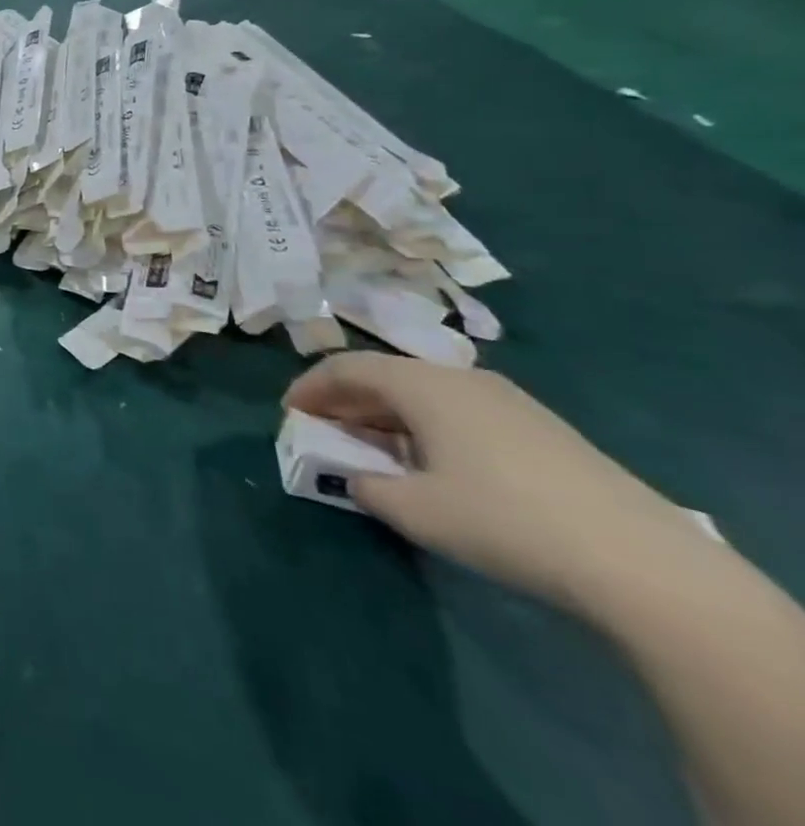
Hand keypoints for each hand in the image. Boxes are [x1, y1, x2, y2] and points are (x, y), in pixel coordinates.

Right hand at [284, 353, 704, 614]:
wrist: (639, 560)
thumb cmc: (503, 520)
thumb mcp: (416, 511)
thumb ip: (366, 486)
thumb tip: (353, 477)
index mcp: (422, 384)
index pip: (346, 367)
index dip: (309, 386)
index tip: (288, 413)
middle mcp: (459, 377)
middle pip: (384, 375)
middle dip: (346, 400)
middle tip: (323, 429)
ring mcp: (506, 400)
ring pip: (423, 393)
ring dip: (386, 414)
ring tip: (373, 448)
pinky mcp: (539, 427)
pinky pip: (458, 410)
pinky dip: (425, 425)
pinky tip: (432, 463)